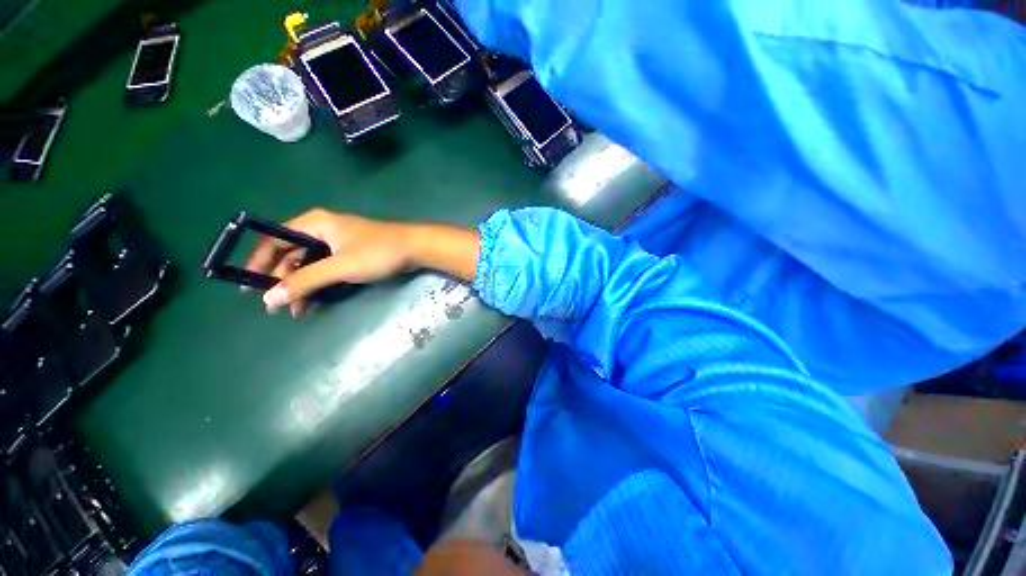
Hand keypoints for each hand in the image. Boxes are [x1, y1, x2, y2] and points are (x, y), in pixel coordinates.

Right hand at [247, 208, 479, 316]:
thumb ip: (305, 281)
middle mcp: (321, 230)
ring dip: (303, 287)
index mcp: (313, 224)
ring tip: (300, 311)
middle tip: (280, 307)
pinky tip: (317, 301)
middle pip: (291, 255)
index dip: (258, 263)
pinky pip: (327, 268)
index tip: (247, 287)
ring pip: (310, 264)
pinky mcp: (351, 254)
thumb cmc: (378, 253)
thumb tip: (269, 299)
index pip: (273, 241)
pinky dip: (320, 284)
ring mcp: (337, 242)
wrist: (416, 249)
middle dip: (284, 281)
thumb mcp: (340, 267)